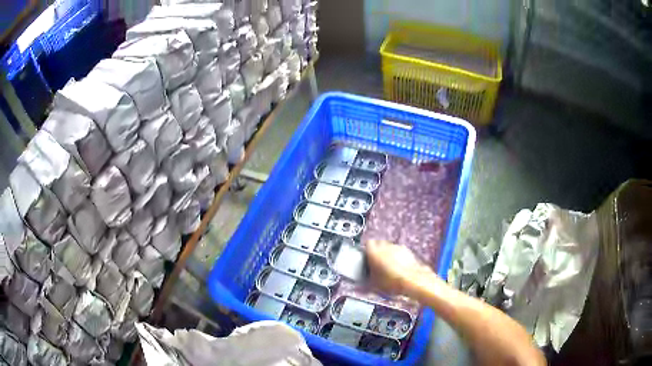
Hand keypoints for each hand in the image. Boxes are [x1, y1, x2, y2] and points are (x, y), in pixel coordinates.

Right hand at [365, 240, 436, 296]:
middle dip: (378, 252)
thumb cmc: (392, 281)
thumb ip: (366, 280)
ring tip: (388, 268)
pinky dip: (398, 258)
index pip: (368, 244)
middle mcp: (386, 246)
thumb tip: (363, 283)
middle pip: (379, 244)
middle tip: (376, 264)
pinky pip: (400, 253)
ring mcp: (398, 248)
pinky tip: (398, 269)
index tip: (366, 258)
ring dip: (389, 255)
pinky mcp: (408, 252)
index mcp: (374, 251)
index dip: (367, 251)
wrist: (413, 281)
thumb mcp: (373, 285)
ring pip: (390, 248)